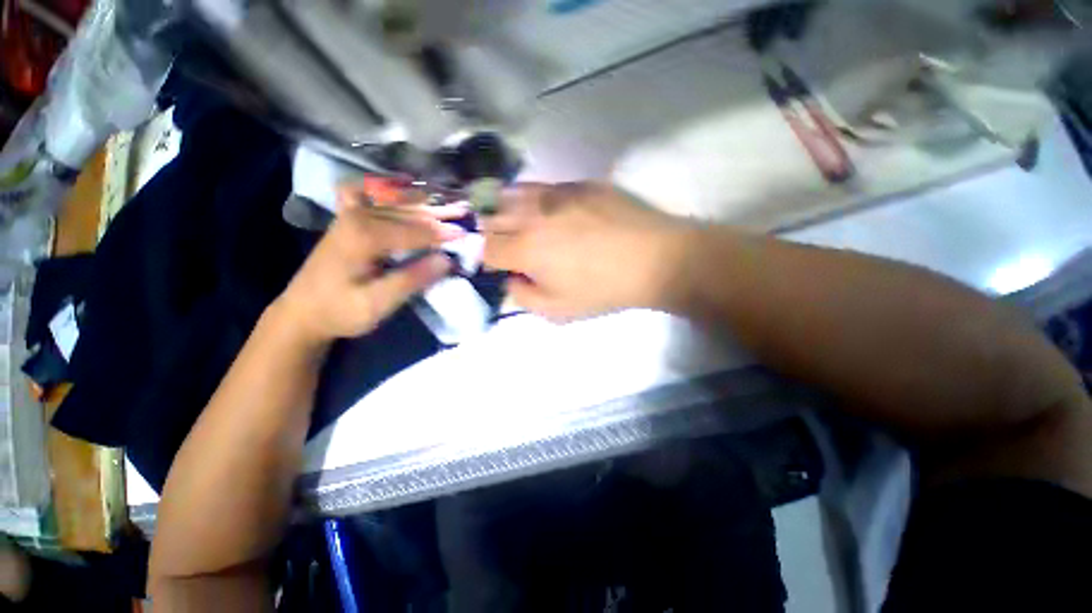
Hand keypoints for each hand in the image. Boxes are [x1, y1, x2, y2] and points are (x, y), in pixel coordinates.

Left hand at [273, 185, 465, 346]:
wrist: (302, 312)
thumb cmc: (340, 311)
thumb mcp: (377, 304)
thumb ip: (411, 280)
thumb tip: (446, 260)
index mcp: (364, 236)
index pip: (415, 231)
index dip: (443, 234)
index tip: (467, 235)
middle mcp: (358, 216)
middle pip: (408, 212)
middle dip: (440, 214)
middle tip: (466, 213)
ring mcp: (351, 215)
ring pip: (396, 203)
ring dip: (425, 203)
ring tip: (450, 202)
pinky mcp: (348, 219)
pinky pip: (368, 193)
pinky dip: (388, 188)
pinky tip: (402, 184)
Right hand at [483, 182, 694, 321]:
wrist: (653, 259)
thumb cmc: (602, 290)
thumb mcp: (557, 311)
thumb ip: (523, 297)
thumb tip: (512, 279)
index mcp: (525, 248)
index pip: (487, 248)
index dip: (488, 259)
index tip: (499, 266)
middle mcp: (532, 215)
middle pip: (492, 217)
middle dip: (492, 233)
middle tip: (505, 244)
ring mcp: (555, 194)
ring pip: (512, 194)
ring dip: (506, 209)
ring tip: (517, 222)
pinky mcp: (578, 184)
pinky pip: (543, 187)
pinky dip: (534, 199)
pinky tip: (546, 211)